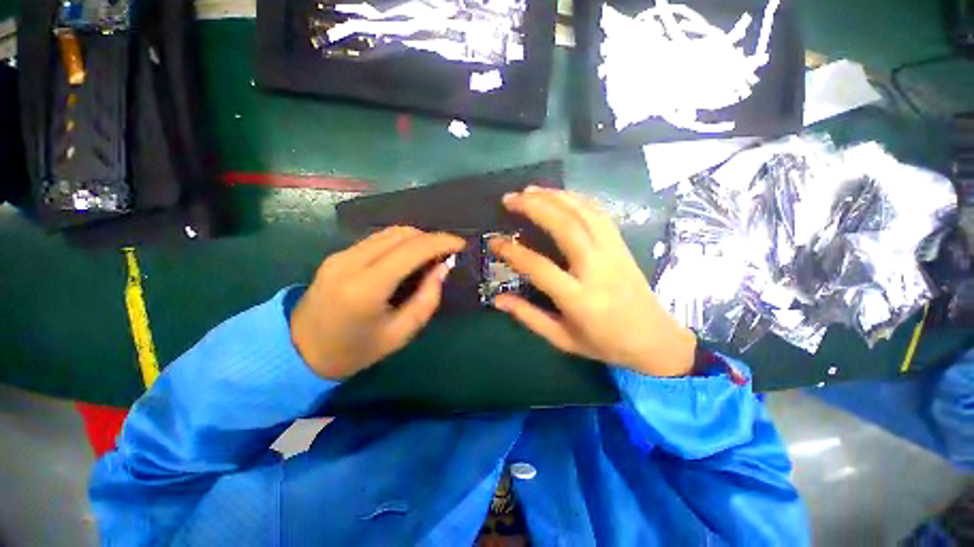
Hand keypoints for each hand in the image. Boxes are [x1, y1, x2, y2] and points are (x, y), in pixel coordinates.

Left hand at [291, 227, 465, 379]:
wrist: (300, 352)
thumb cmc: (355, 351)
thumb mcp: (400, 334)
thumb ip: (427, 299)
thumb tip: (442, 268)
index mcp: (366, 287)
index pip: (411, 250)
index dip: (440, 242)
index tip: (461, 244)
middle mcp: (350, 262)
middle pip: (401, 234)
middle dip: (430, 238)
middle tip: (447, 253)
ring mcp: (340, 255)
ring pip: (389, 232)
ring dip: (416, 238)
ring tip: (431, 255)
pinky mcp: (337, 255)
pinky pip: (377, 239)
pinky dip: (400, 243)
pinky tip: (408, 257)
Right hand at [490, 187, 695, 376]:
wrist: (654, 340)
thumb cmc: (604, 343)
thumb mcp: (562, 339)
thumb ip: (529, 317)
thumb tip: (498, 300)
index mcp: (579, 298)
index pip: (539, 267)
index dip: (512, 252)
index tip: (493, 241)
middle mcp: (597, 269)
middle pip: (565, 227)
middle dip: (535, 207)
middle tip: (510, 198)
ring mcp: (613, 253)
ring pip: (583, 214)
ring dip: (554, 197)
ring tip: (529, 190)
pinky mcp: (621, 245)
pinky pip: (599, 214)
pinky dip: (577, 199)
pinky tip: (560, 195)